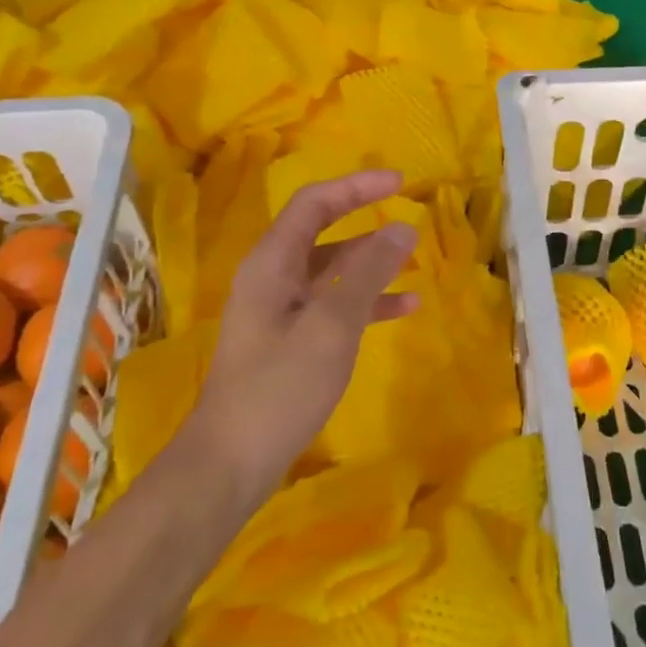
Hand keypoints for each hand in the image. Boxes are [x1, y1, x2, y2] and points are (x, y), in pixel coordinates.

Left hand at [200, 170, 418, 501]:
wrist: (231, 462)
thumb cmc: (279, 386)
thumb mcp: (331, 324)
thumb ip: (367, 273)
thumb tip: (402, 228)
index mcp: (272, 263)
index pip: (315, 203)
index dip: (357, 187)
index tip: (400, 184)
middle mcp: (273, 278)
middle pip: (323, 232)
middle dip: (365, 220)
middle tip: (408, 215)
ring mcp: (281, 311)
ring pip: (332, 270)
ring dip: (371, 263)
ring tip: (414, 262)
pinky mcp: (291, 341)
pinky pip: (334, 305)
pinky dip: (367, 301)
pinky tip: (404, 307)